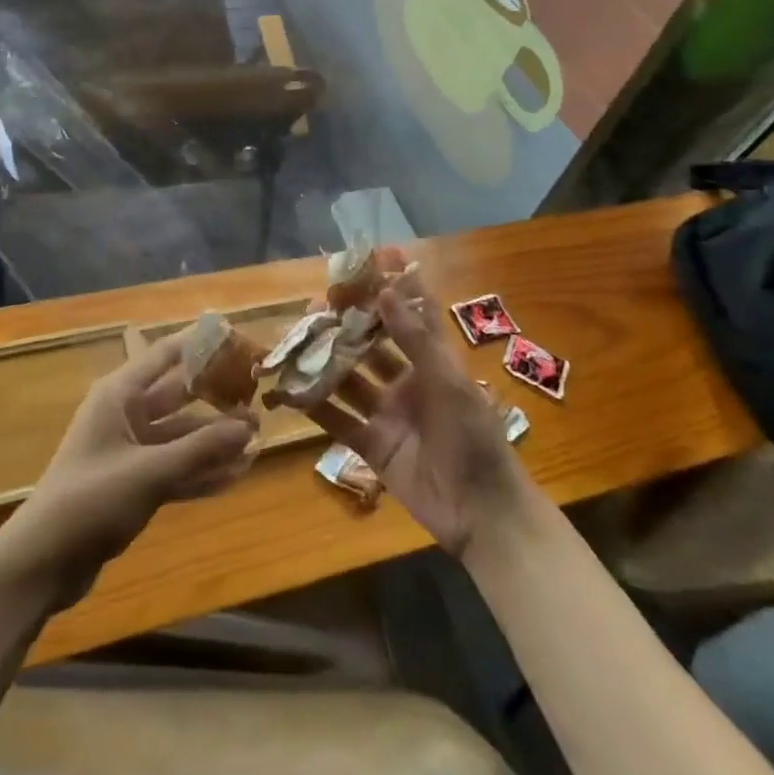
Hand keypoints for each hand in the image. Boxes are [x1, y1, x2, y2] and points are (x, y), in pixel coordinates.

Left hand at [0, 331, 256, 608]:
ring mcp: (128, 450)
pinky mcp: (132, 483)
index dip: (201, 344)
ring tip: (257, 442)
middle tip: (259, 399)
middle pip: (178, 396)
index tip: (238, 338)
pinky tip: (236, 476)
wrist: (42, 562)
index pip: (166, 355)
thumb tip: (250, 425)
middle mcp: (125, 414)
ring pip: (180, 436)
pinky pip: (174, 468)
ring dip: (213, 440)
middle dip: (216, 398)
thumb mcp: (150, 472)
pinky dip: (200, 471)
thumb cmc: (91, 500)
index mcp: (120, 394)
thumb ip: (201, 449)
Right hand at [314, 260, 530, 556]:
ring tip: (295, 342)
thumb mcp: (450, 383)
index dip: (394, 288)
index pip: (411, 316)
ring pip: (349, 380)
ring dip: (325, 363)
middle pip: (370, 346)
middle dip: (346, 326)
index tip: (369, 260)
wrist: (482, 514)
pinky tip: (290, 391)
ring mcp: (387, 415)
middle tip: (314, 305)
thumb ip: (415, 339)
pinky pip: (339, 422)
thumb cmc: (475, 439)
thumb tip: (385, 290)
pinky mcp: (372, 446)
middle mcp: (406, 383)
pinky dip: (316, 408)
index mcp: (432, 363)